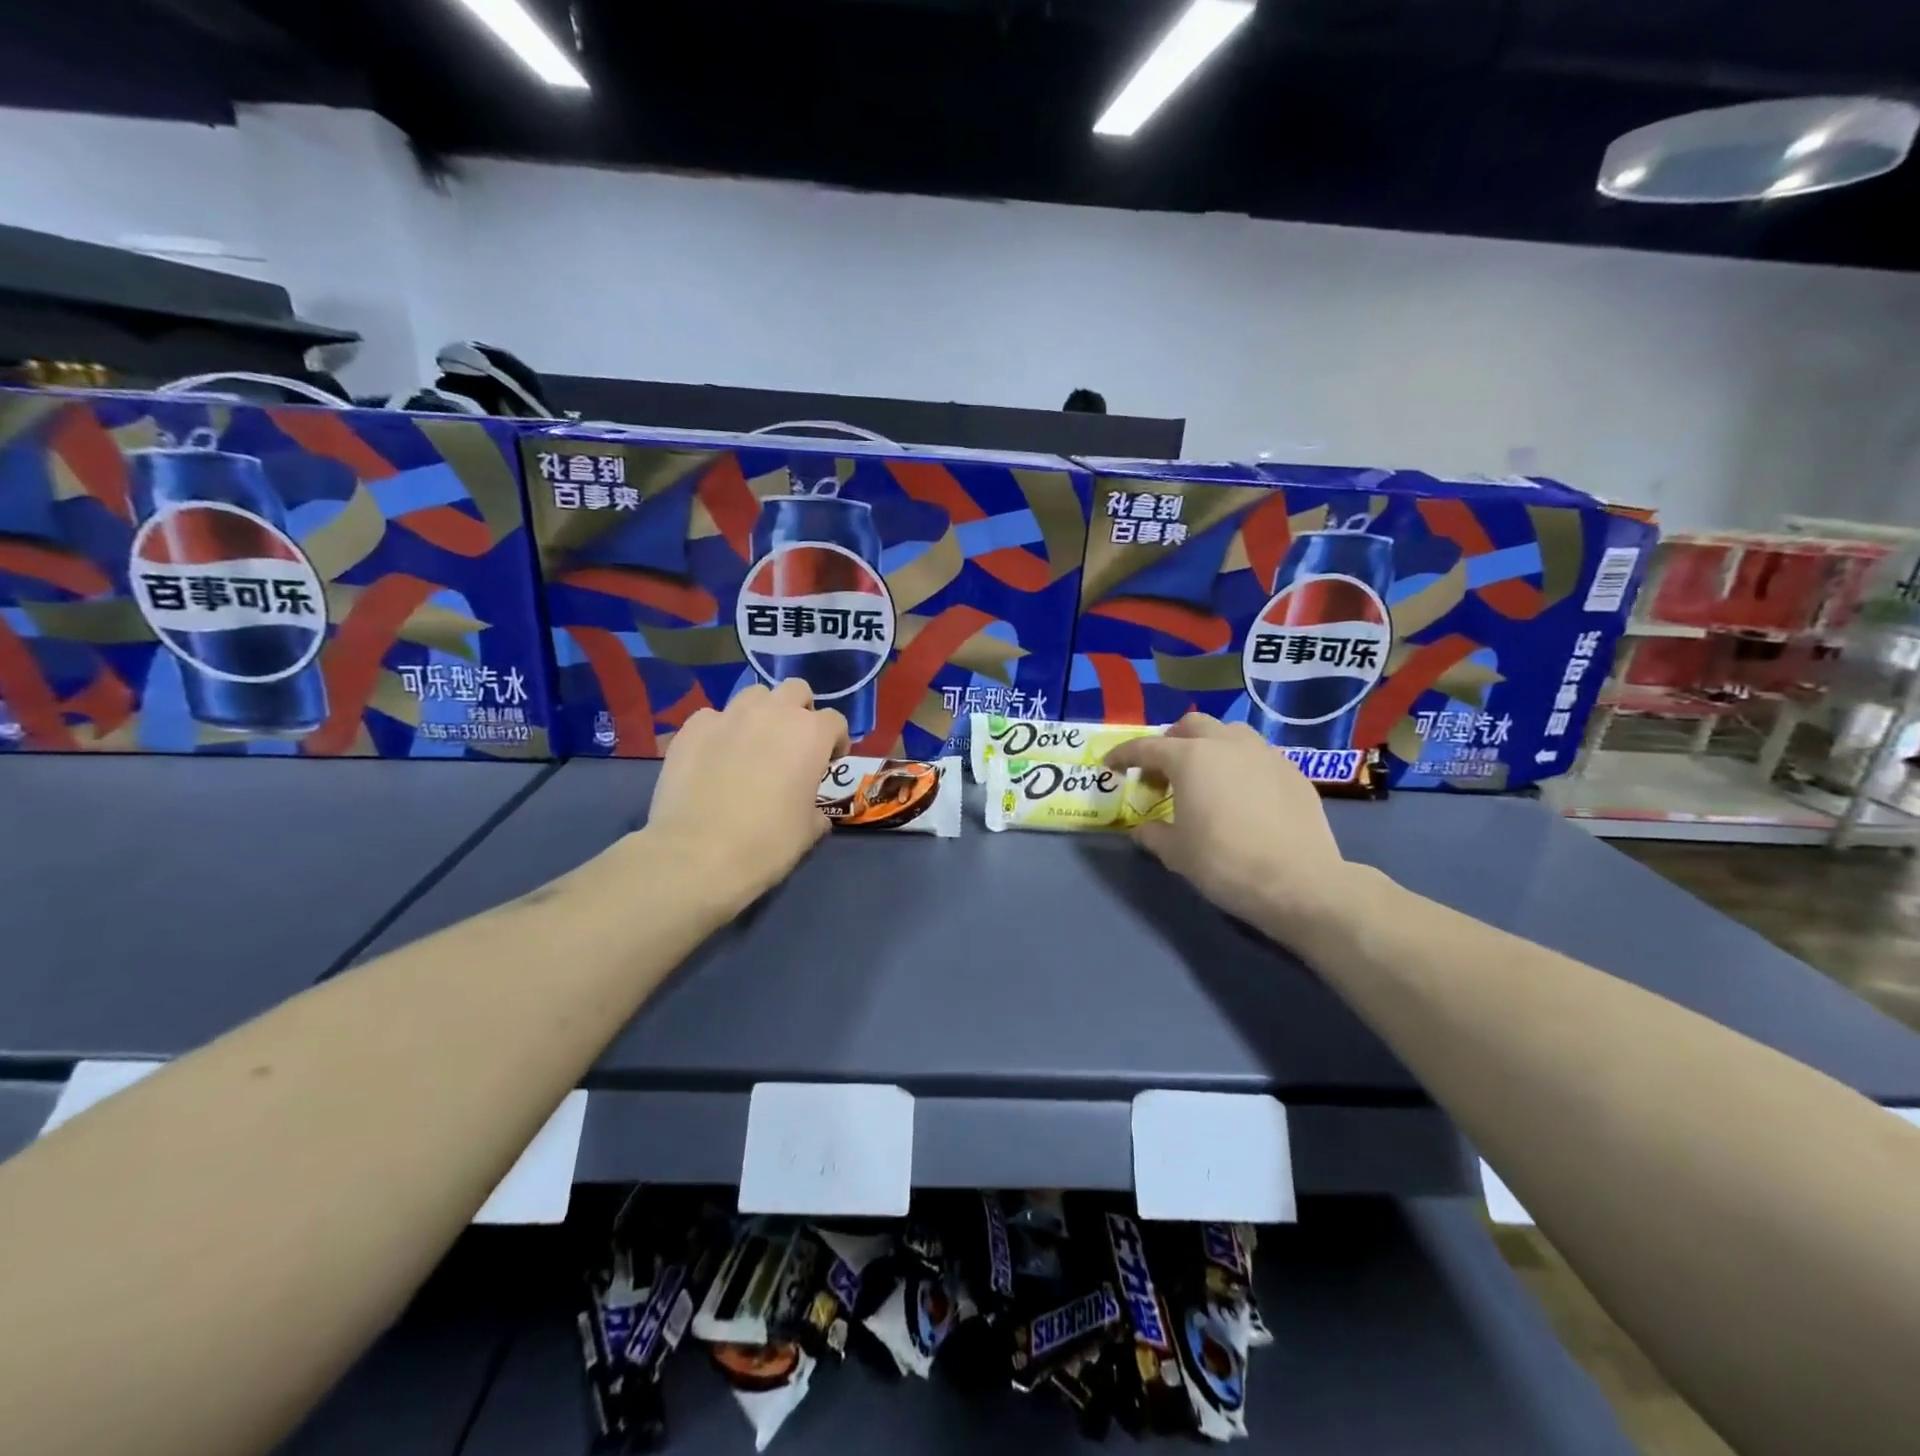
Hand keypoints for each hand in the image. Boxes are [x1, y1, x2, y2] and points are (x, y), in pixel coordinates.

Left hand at [645, 680, 849, 912]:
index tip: (828, 763)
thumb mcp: (809, 831)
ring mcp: (729, 716)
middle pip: (796, 690)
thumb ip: (817, 808)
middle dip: (800, 712)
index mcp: (811, 734)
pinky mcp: (692, 728)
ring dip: (762, 713)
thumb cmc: (767, 844)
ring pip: (754, 695)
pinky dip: (720, 730)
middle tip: (793, 744)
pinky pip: (714, 716)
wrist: (697, 855)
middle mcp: (773, 714)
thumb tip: (812, 810)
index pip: (835, 721)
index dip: (836, 742)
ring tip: (754, 743)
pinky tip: (715, 756)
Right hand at [1105, 714, 1355, 944]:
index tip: (1111, 765)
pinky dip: (1240, 765)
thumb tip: (1142, 830)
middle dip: (1170, 742)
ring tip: (1206, 776)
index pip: (1146, 747)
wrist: (1299, 882)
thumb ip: (1153, 835)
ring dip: (1210, 746)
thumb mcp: (1177, 853)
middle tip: (1163, 772)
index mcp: (1190, 758)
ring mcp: (1265, 754)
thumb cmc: (1225, 863)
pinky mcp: (1293, 771)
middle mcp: (1227, 744)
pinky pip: (1258, 756)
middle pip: (1191, 725)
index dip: (1124, 755)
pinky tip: (1242, 794)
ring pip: (1230, 733)